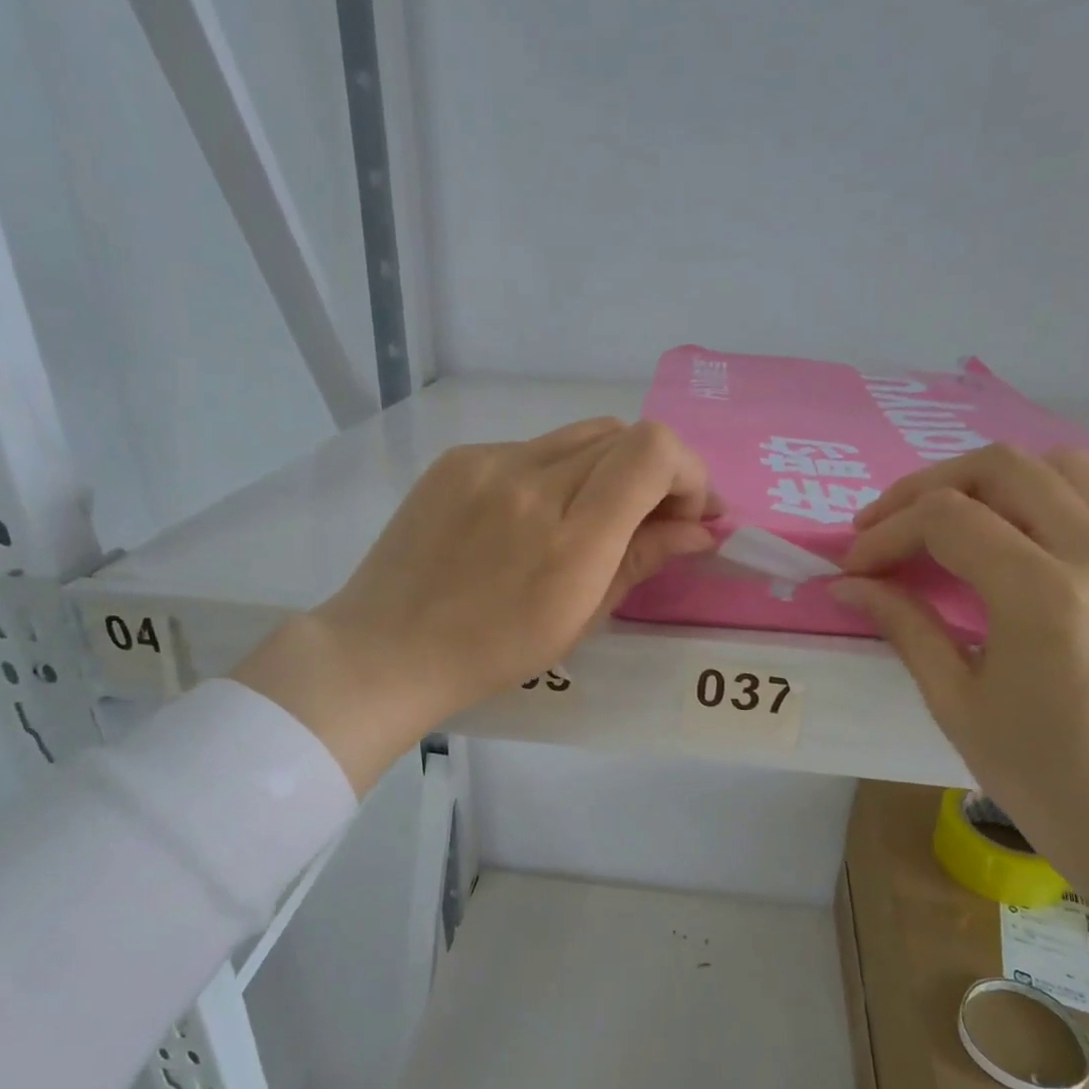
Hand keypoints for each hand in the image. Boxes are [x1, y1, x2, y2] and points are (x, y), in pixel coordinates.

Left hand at [234, 418, 713, 791]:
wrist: (387, 648)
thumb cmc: (492, 653)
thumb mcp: (580, 619)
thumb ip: (643, 560)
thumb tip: (701, 530)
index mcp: (568, 537)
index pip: (652, 452)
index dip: (689, 472)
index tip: (692, 514)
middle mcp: (531, 481)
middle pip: (624, 434)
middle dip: (659, 472)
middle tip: (659, 518)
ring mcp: (489, 462)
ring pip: (581, 435)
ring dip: (611, 468)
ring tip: (601, 516)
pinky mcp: (459, 457)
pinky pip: (534, 448)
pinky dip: (560, 471)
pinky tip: (540, 515)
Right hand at [834, 444, 1088, 864]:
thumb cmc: (1039, 777)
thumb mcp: (954, 701)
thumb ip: (903, 625)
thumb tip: (849, 584)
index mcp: (1045, 599)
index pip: (948, 518)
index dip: (888, 532)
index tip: (857, 564)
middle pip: (1005, 467)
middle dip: (929, 486)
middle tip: (888, 524)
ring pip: (1065, 469)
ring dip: (993, 484)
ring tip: (952, 523)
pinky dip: (1045, 511)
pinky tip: (1017, 556)